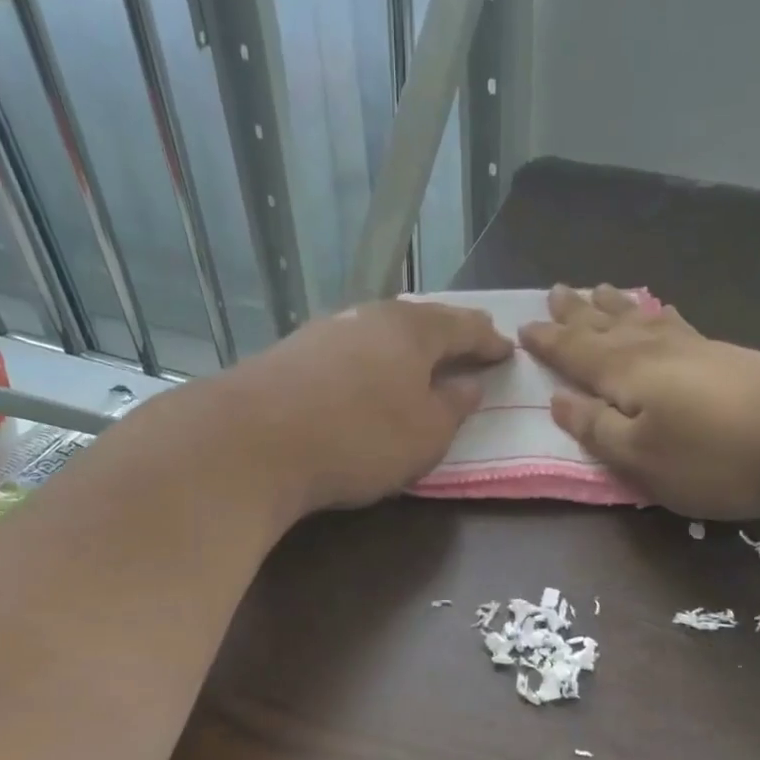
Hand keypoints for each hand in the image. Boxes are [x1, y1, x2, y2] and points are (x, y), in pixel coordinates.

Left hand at [226, 299, 512, 513]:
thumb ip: (453, 407)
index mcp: (412, 330)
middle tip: (467, 346)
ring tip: (420, 363)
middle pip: (419, 321)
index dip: (487, 341)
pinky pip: (349, 351)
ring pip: (380, 333)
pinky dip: (370, 362)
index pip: (463, 327)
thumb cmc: (359, 438)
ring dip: (405, 347)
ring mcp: (325, 331)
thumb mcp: (426, 434)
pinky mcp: (292, 354)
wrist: (253, 443)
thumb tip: (467, 385)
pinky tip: (366, 378)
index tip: (506, 350)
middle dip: (446, 334)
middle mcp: (369, 317)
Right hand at [520, 285, 759, 519]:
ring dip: (615, 306)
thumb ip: (598, 429)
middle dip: (577, 313)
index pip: (575, 352)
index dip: (548, 342)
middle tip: (555, 291)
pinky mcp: (729, 356)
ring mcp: (695, 348)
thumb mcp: (641, 457)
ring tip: (598, 290)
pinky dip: (660, 314)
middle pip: (606, 326)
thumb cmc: (715, 455)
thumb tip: (560, 402)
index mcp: (625, 373)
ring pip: (642, 318)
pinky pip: (677, 323)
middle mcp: (654, 350)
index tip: (522, 327)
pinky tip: (664, 312)